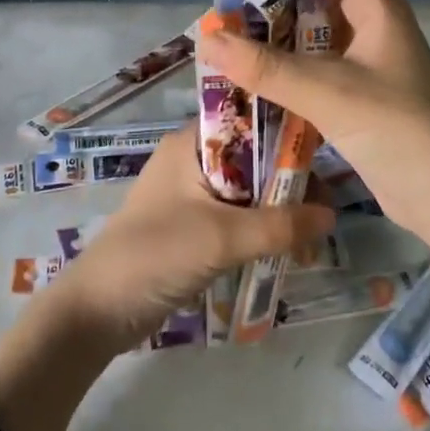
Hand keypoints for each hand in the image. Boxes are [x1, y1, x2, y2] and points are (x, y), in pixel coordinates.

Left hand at [51, 127, 335, 353]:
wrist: (97, 311)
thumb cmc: (156, 254)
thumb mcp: (223, 237)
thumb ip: (279, 225)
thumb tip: (332, 214)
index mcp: (191, 142)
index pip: (248, 119)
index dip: (286, 130)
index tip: (325, 151)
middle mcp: (192, 158)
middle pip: (253, 156)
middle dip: (288, 180)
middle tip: (325, 207)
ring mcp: (190, 193)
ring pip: (248, 189)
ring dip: (277, 209)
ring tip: (311, 235)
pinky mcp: (191, 225)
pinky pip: (236, 216)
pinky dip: (260, 228)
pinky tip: (286, 248)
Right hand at [198, 0, 429, 239]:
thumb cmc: (402, 132)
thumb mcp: (331, 94)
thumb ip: (267, 68)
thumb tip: (208, 40)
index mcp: (373, 3)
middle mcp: (369, 19)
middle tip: (222, 3)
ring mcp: (365, 54)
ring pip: (309, 24)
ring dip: (270, 27)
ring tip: (228, 39)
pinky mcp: (357, 86)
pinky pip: (311, 59)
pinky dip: (280, 61)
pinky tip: (252, 77)